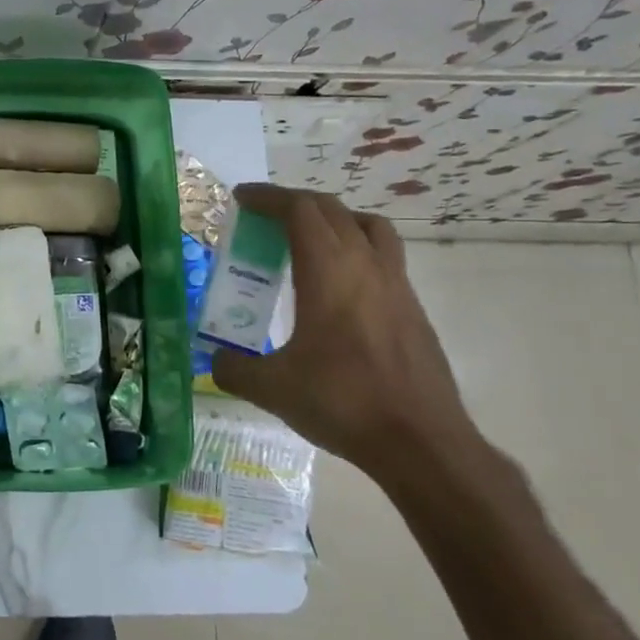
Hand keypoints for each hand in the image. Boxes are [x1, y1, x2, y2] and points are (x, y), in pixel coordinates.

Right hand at [210, 185, 482, 491]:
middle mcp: (366, 264)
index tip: (241, 198)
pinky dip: (356, 250)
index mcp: (329, 271)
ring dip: (334, 219)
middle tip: (264, 217)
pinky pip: (384, 257)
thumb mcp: (272, 388)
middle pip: (331, 209)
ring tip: (309, 240)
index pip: (299, 210)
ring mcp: (397, 284)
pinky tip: (340, 288)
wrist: (422, 442)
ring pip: (368, 226)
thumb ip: (234, 368)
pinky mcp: (413, 308)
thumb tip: (217, 360)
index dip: (267, 197)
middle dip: (295, 203)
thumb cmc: (343, 402)